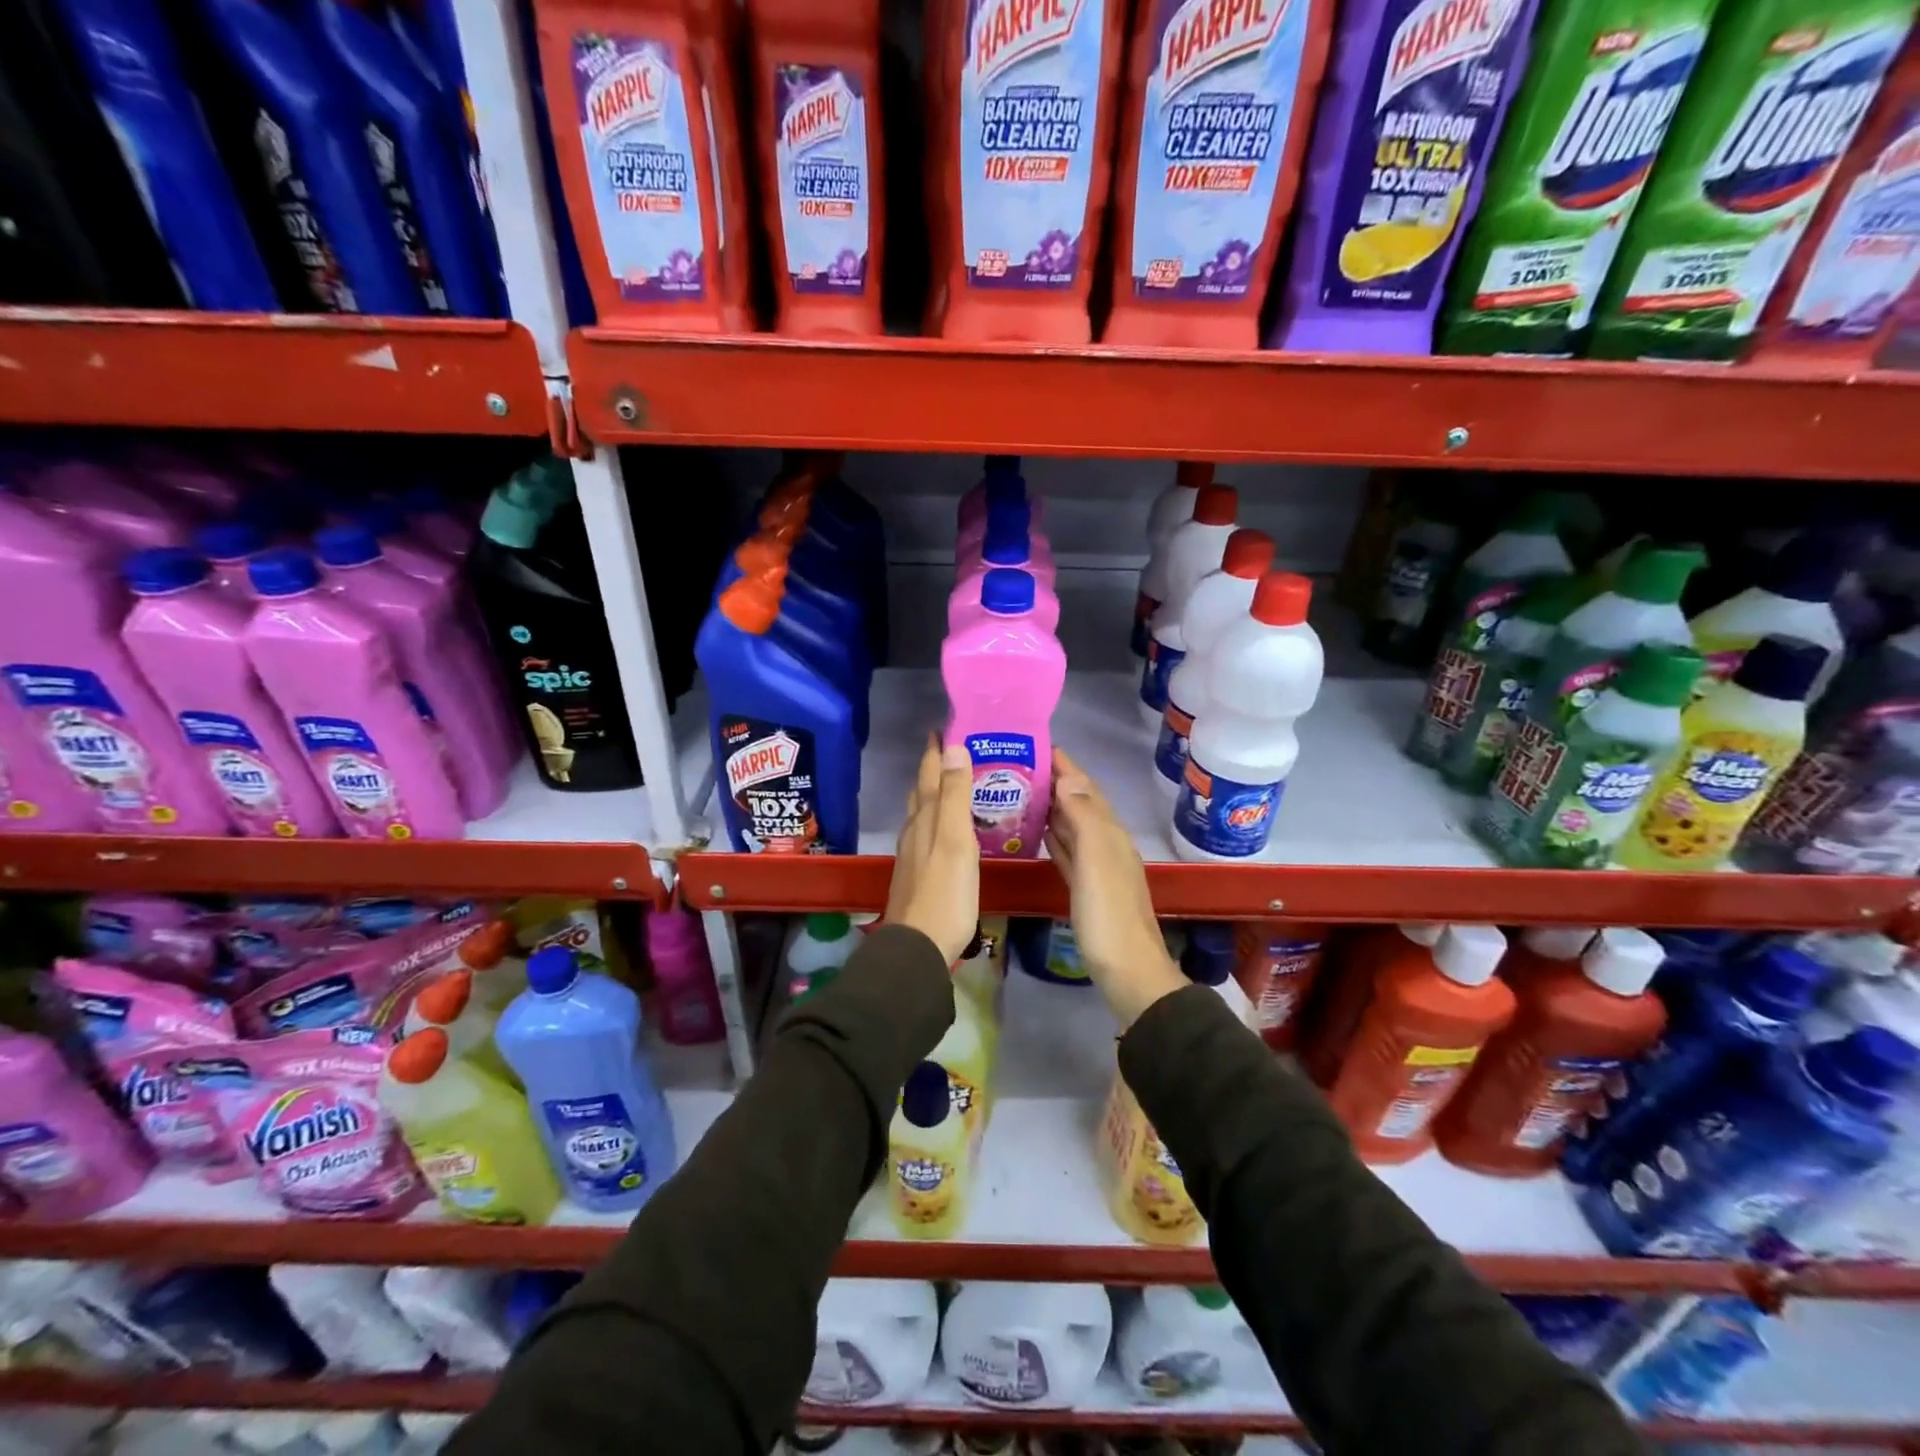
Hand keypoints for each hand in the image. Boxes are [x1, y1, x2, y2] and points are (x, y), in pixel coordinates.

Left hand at [884, 737, 979, 964]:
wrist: (919, 946)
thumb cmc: (945, 893)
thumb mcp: (955, 840)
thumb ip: (954, 796)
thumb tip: (952, 748)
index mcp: (924, 819)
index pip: (928, 775)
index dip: (935, 752)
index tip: (943, 728)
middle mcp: (914, 831)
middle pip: (921, 792)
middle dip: (933, 769)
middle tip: (951, 750)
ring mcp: (912, 855)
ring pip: (920, 814)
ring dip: (932, 794)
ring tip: (950, 784)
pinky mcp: (917, 875)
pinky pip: (926, 835)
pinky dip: (935, 820)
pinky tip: (944, 831)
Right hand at [1045, 748, 1185, 1028]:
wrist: (1128, 973)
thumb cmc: (1109, 916)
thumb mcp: (1096, 861)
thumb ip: (1083, 818)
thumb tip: (1068, 778)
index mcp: (1109, 833)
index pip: (1084, 788)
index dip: (1064, 765)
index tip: (1035, 743)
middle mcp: (1106, 844)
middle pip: (1078, 803)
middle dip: (1053, 781)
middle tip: (1016, 766)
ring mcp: (1098, 868)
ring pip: (1072, 826)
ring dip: (1051, 807)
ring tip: (1019, 792)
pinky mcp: (1086, 889)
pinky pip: (1068, 852)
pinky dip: (1054, 837)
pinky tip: (1038, 833)